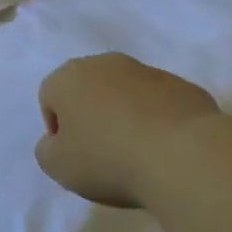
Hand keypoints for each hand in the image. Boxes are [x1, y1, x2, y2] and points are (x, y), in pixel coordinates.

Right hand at [35, 53, 230, 208]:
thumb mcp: (58, 167)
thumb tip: (57, 141)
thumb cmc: (109, 159)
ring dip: (126, 116)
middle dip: (92, 116)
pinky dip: (159, 122)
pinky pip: (161, 104)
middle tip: (103, 154)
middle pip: (89, 90)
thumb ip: (47, 150)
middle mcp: (105, 63)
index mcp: (69, 77)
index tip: (75, 157)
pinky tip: (167, 151)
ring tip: (140, 155)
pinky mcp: (184, 86)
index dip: (58, 130)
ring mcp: (148, 71)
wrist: (184, 155)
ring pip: (126, 94)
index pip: (50, 98)